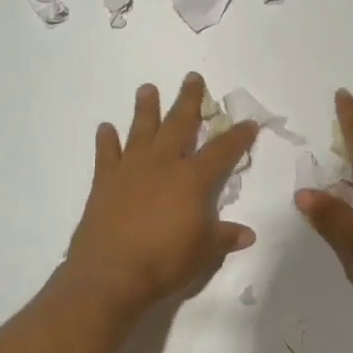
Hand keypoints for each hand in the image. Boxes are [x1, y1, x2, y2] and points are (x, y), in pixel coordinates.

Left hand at [64, 74, 258, 317]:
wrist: (110, 274)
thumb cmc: (164, 262)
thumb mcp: (204, 252)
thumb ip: (224, 237)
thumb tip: (247, 234)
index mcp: (192, 179)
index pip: (222, 150)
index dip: (238, 136)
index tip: (249, 122)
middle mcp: (163, 164)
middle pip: (179, 124)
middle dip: (189, 100)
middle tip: (192, 77)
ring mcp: (131, 170)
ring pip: (141, 130)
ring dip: (146, 108)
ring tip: (147, 88)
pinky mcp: (104, 182)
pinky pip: (106, 154)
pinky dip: (106, 140)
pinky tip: (106, 128)